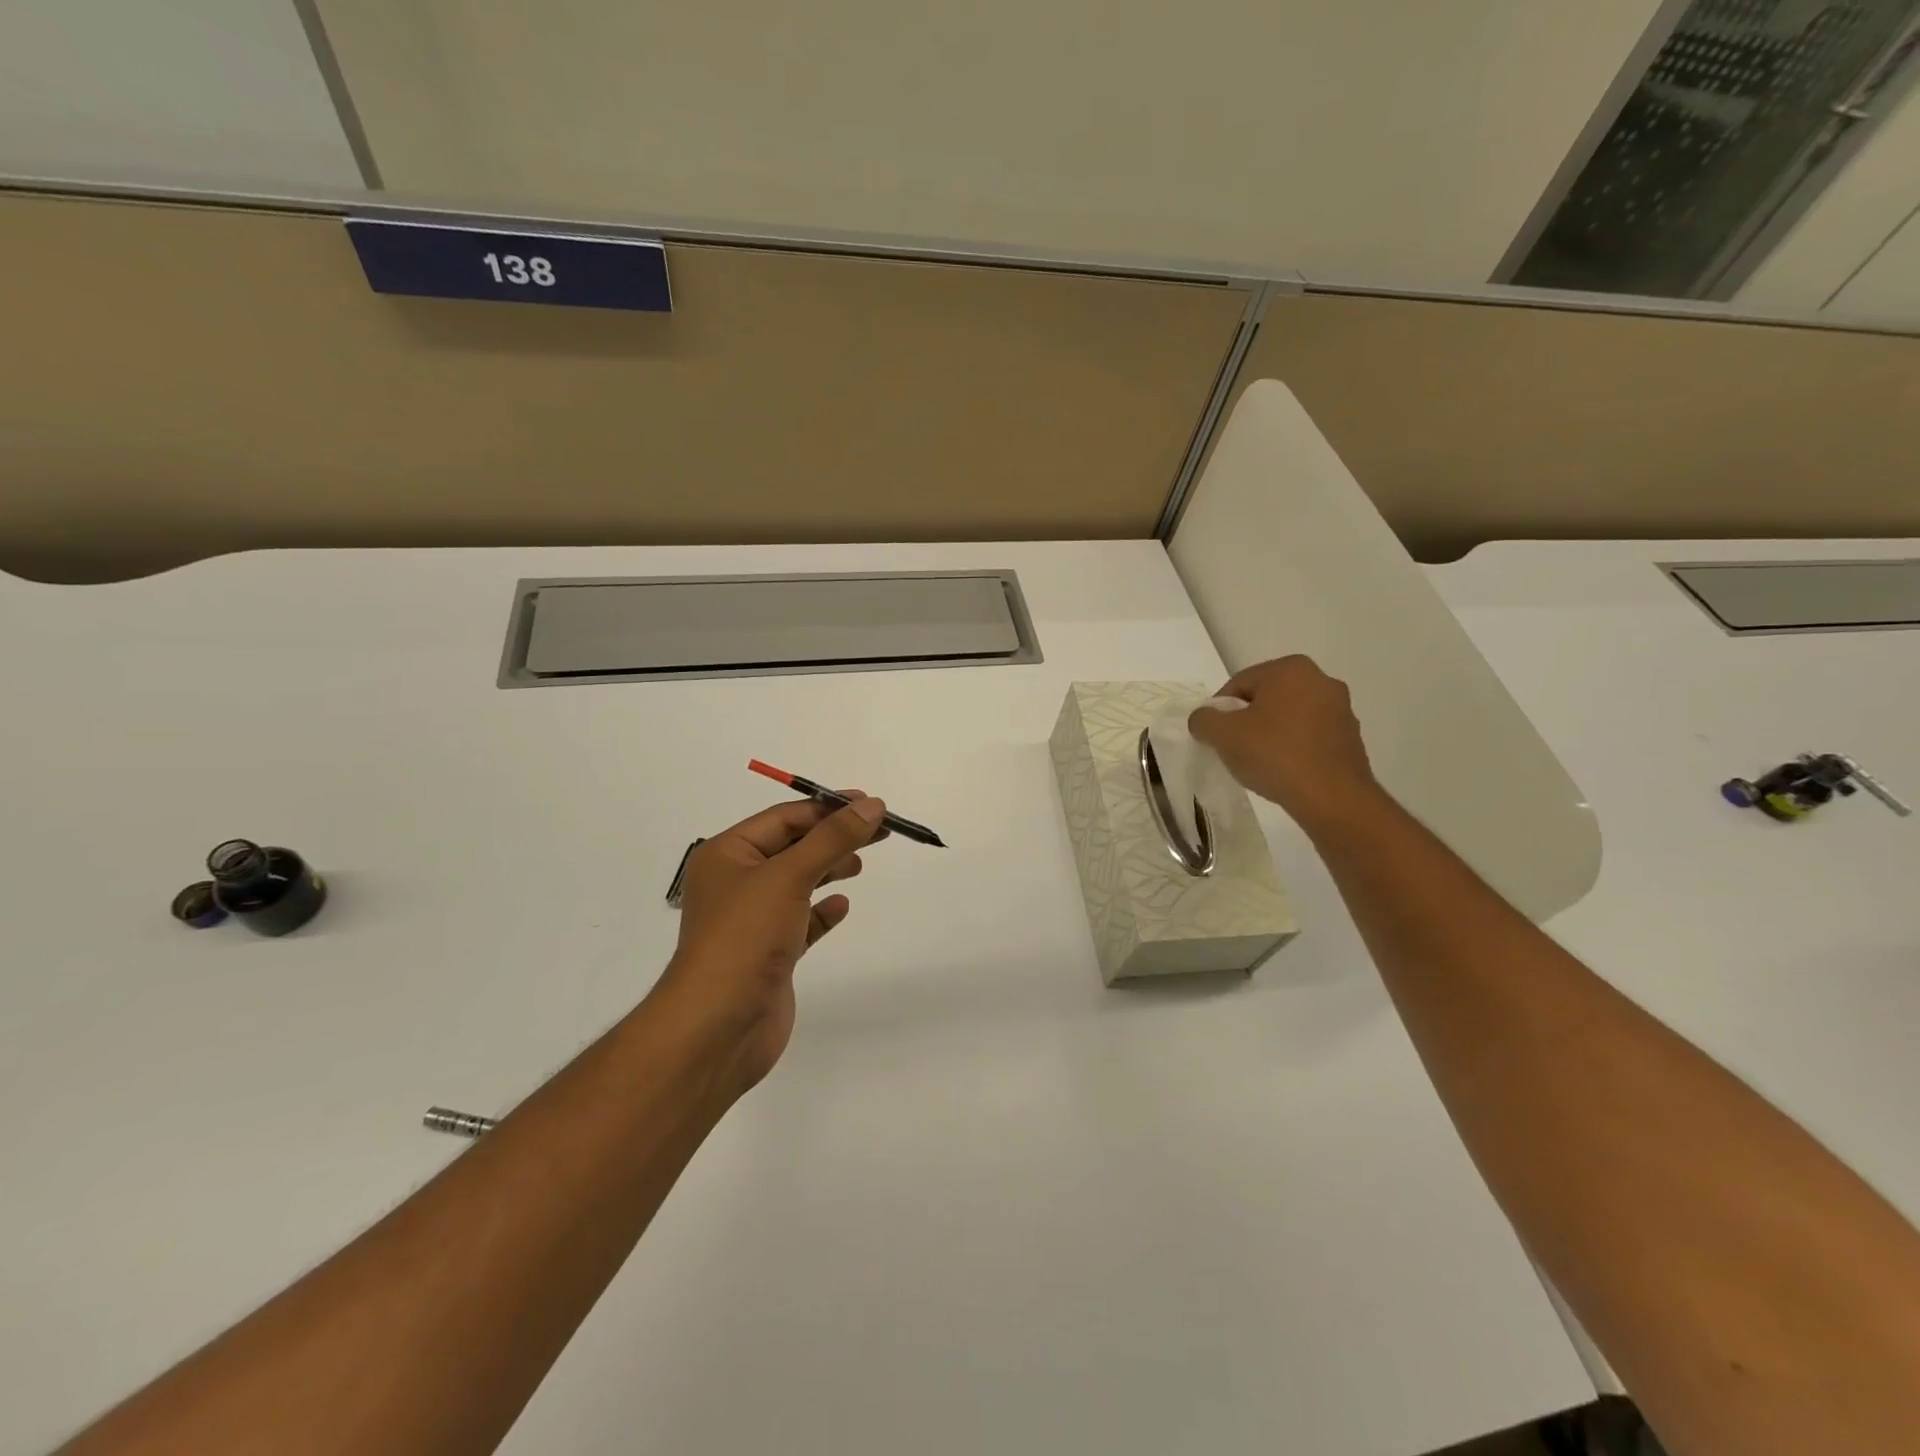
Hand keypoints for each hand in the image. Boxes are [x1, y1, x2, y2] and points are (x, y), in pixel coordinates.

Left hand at [650, 794, 886, 1098]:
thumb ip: (832, 839)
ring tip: (859, 864)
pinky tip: (842, 906)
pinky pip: (800, 920)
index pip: (783, 818)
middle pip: (792, 847)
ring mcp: (752, 921)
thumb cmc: (745, 937)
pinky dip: (822, 910)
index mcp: (727, 854)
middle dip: (833, 837)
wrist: (718, 1027)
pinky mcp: (769, 954)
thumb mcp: (789, 876)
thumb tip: (872, 805)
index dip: (827, 808)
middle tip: (879, 832)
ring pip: (797, 882)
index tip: (870, 804)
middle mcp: (736, 882)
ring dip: (828, 868)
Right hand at [1189, 655, 1379, 828]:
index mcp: (1290, 669)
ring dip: (1271, 735)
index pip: (1239, 684)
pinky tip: (1284, 771)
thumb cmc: (1274, 755)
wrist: (1332, 797)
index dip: (1220, 711)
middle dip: (1247, 721)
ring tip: (1259, 763)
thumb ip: (1203, 719)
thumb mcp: (1222, 734)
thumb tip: (1205, 719)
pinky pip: (1309, 737)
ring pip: (1289, 718)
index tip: (1215, 736)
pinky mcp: (1351, 737)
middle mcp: (1321, 680)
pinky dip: (1293, 748)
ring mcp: (1341, 709)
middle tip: (1234, 749)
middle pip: (1266, 699)